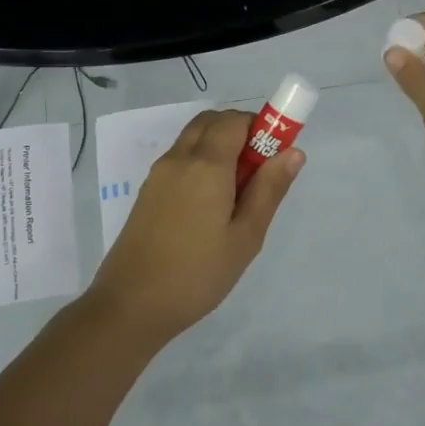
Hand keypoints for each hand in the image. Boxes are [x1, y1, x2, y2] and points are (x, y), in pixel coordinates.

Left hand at [85, 108, 303, 340]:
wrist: (130, 305)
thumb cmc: (198, 273)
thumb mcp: (246, 236)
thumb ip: (269, 190)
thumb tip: (293, 152)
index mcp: (206, 165)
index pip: (236, 120)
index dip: (261, 127)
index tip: (277, 156)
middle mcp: (179, 158)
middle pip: (212, 122)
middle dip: (240, 132)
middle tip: (259, 172)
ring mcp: (158, 174)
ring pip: (194, 139)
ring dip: (220, 146)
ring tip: (237, 193)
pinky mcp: (148, 191)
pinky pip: (180, 159)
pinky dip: (201, 162)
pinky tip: (211, 205)